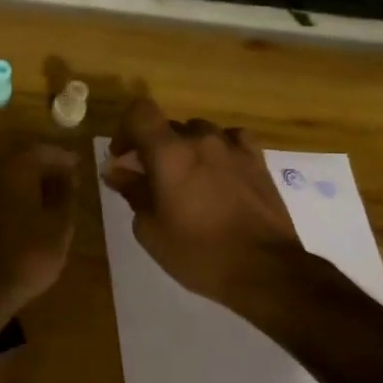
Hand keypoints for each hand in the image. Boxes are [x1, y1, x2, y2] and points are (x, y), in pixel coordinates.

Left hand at [0, 144, 77, 311]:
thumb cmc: (27, 255)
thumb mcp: (59, 226)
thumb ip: (65, 194)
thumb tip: (67, 174)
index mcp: (14, 168)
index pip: (42, 150)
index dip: (62, 156)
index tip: (79, 164)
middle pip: (21, 159)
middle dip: (44, 165)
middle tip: (66, 178)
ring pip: (6, 174)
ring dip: (28, 180)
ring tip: (50, 196)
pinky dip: (13, 194)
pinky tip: (26, 211)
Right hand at [102, 98, 304, 302]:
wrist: (266, 271)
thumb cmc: (199, 253)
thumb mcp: (150, 230)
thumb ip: (132, 191)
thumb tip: (116, 170)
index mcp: (168, 152)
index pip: (140, 112)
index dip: (125, 129)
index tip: (122, 158)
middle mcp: (200, 139)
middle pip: (168, 126)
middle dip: (154, 147)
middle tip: (151, 180)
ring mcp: (233, 147)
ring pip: (199, 132)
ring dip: (186, 149)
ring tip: (188, 180)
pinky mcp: (257, 161)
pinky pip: (232, 140)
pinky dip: (220, 149)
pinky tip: (220, 171)